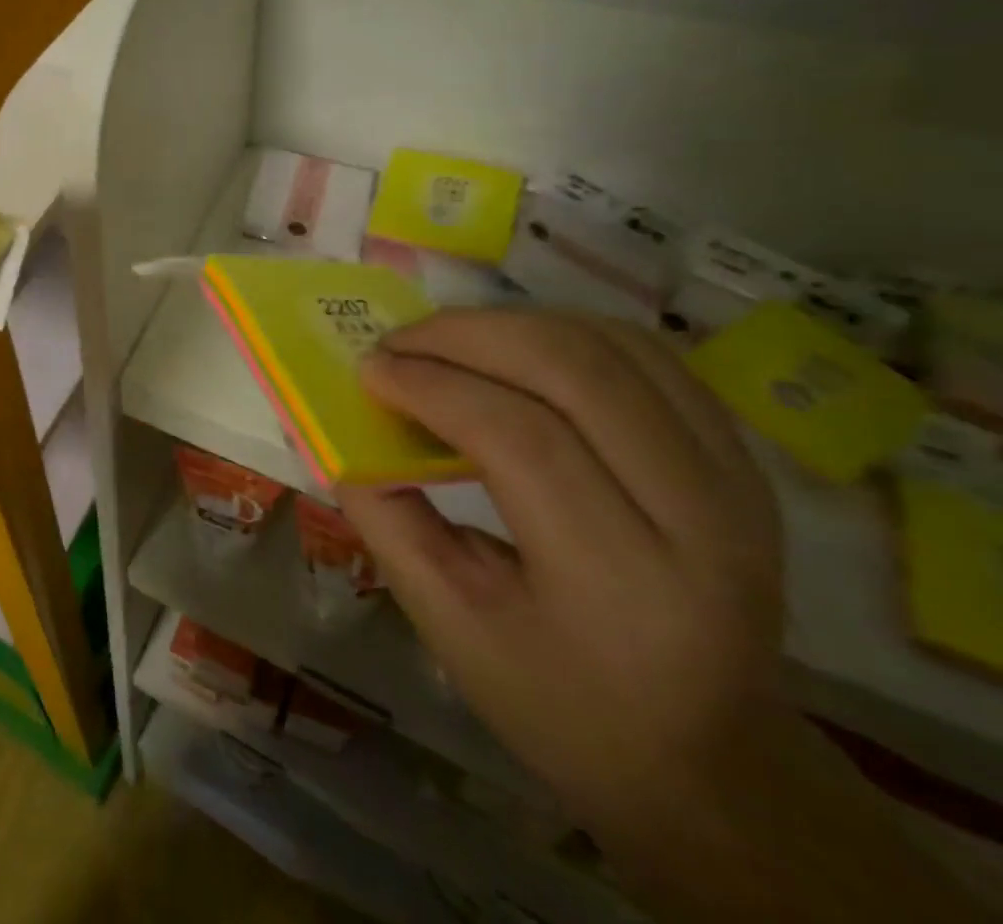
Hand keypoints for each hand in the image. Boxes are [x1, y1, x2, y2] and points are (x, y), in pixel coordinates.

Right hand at [337, 310, 786, 829]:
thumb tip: (339, 430)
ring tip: (443, 341)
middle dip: (467, 336)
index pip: (520, 438)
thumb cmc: (559, 701)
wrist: (708, 758)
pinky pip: (647, 357)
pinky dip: (564, 332)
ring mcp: (737, 482)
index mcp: (623, 584)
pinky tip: (511, 348)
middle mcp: (703, 521)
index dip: (432, 387)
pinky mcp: (742, 461)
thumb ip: (387, 518)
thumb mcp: (448, 625)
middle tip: (398, 342)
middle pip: (575, 371)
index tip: (369, 370)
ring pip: (615, 347)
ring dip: (512, 324)